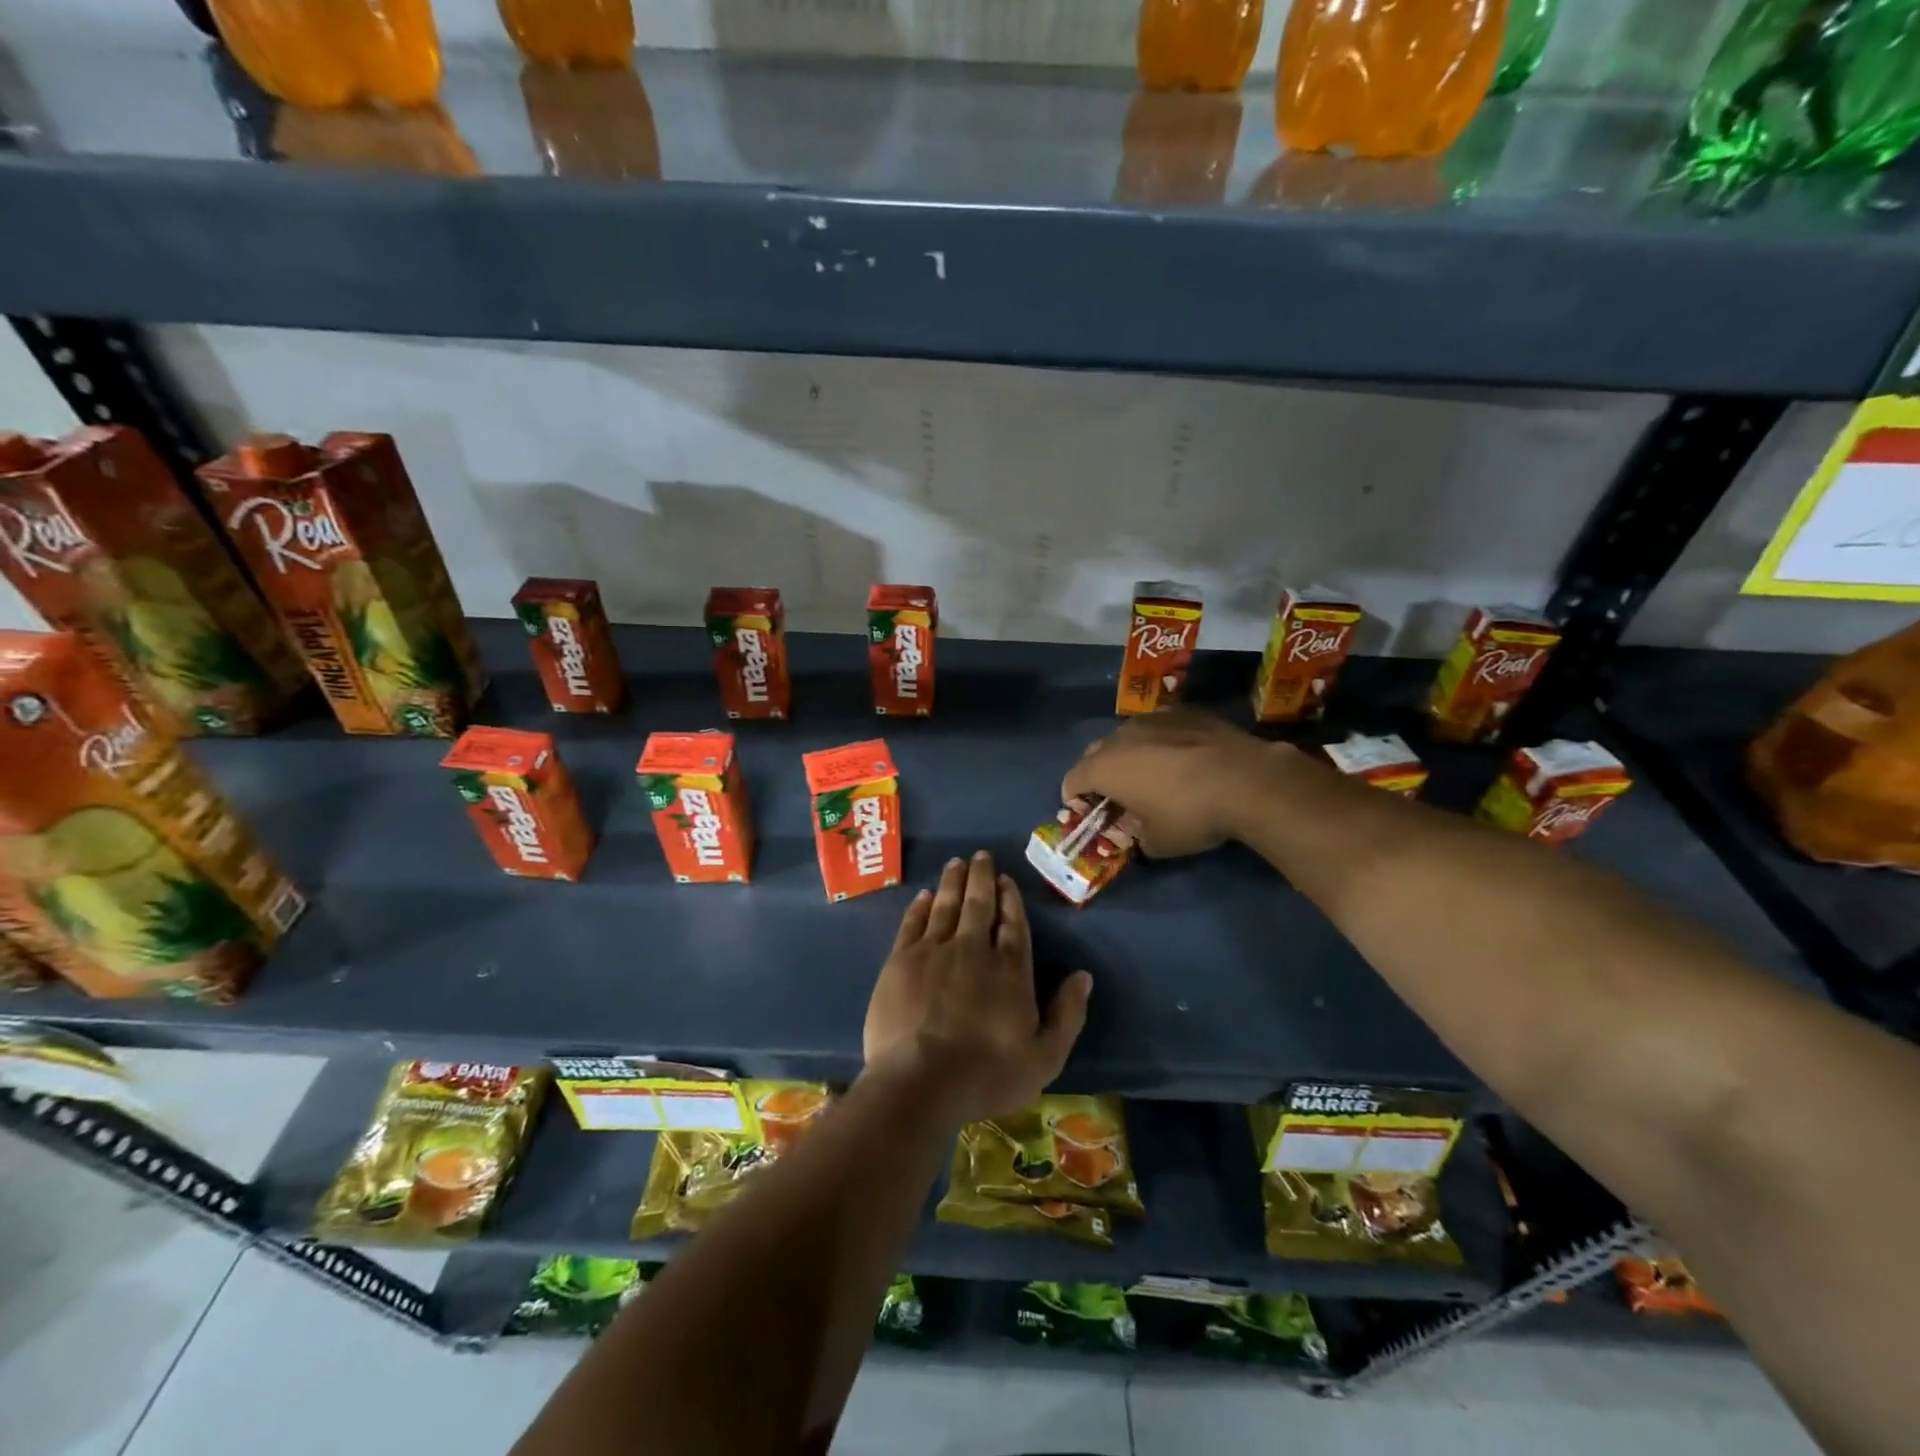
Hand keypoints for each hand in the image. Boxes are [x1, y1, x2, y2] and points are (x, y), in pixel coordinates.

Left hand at [863, 851, 1091, 1124]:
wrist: (919, 1082)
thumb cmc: (986, 1075)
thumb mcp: (1044, 1057)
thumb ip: (1067, 1014)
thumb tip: (1083, 976)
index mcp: (1010, 970)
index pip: (1013, 924)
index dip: (1010, 900)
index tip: (1006, 880)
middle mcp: (973, 949)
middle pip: (979, 904)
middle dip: (981, 878)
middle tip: (980, 855)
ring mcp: (934, 951)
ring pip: (946, 906)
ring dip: (953, 882)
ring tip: (956, 863)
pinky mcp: (901, 961)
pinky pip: (913, 923)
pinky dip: (920, 906)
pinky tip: (924, 895)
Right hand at [1062, 708, 1292, 857]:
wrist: (1247, 780)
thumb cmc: (1191, 815)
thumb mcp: (1158, 843)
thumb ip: (1136, 836)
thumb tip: (1139, 831)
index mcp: (1104, 768)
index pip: (1072, 780)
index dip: (1075, 799)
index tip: (1089, 814)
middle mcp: (1121, 736)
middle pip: (1095, 754)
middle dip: (1099, 774)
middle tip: (1118, 796)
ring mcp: (1153, 718)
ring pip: (1128, 736)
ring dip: (1131, 755)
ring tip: (1153, 774)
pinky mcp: (1184, 711)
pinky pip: (1160, 727)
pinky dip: (1162, 742)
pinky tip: (1184, 758)